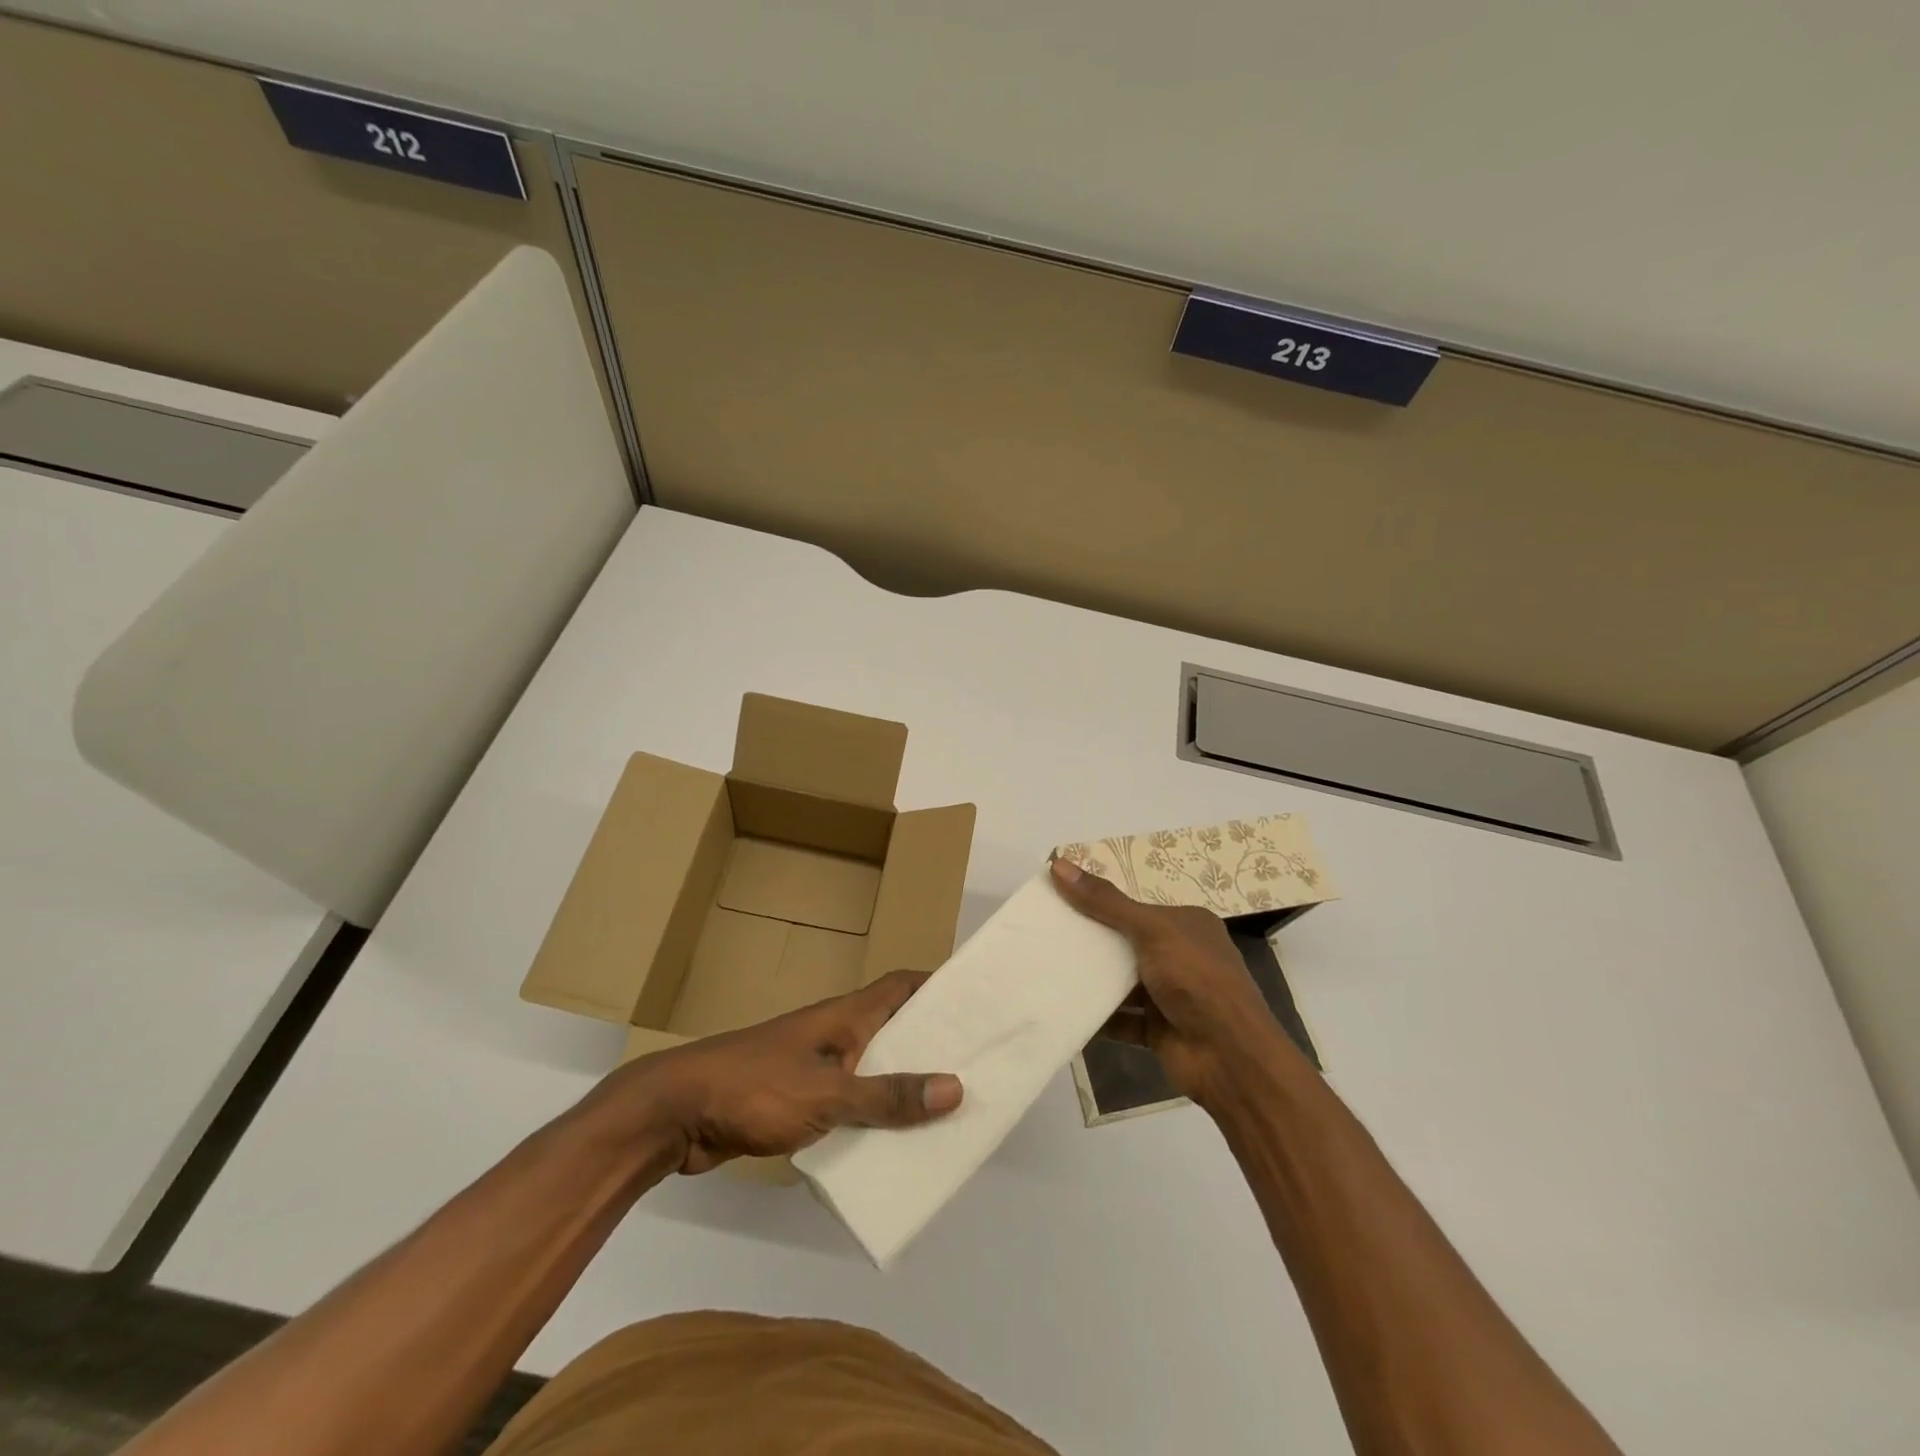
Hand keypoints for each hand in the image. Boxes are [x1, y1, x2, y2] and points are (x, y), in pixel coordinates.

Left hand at [577, 970, 962, 1174]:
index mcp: (846, 1016)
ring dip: (903, 1084)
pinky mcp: (796, 1100)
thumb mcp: (828, 1094)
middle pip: (895, 1027)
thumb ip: (888, 1096)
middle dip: (932, 1042)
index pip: (903, 985)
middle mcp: (836, 1034)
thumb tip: (956, 1087)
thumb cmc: (756, 1087)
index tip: (978, 1000)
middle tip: (977, 1065)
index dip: (939, 985)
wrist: (677, 1113)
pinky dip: (872, 1116)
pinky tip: (891, 1146)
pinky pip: (849, 1102)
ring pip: (873, 1068)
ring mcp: (814, 1066)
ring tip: (946, 1111)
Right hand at [1050, 856, 1292, 1106]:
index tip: (1060, 899)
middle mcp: (1180, 956)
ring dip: (1091, 979)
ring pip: (1121, 982)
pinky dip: (1096, 1016)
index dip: (1100, 902)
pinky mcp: (1158, 1029)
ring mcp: (1170, 995)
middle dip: (1091, 940)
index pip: (1136, 906)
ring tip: (1046, 967)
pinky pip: (1120, 1018)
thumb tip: (1058, 864)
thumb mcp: (1151, 930)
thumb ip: (1105, 902)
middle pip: (1126, 943)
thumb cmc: (1196, 980)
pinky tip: (1063, 1007)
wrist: (1230, 1058)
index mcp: (1187, 924)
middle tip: (1045, 932)